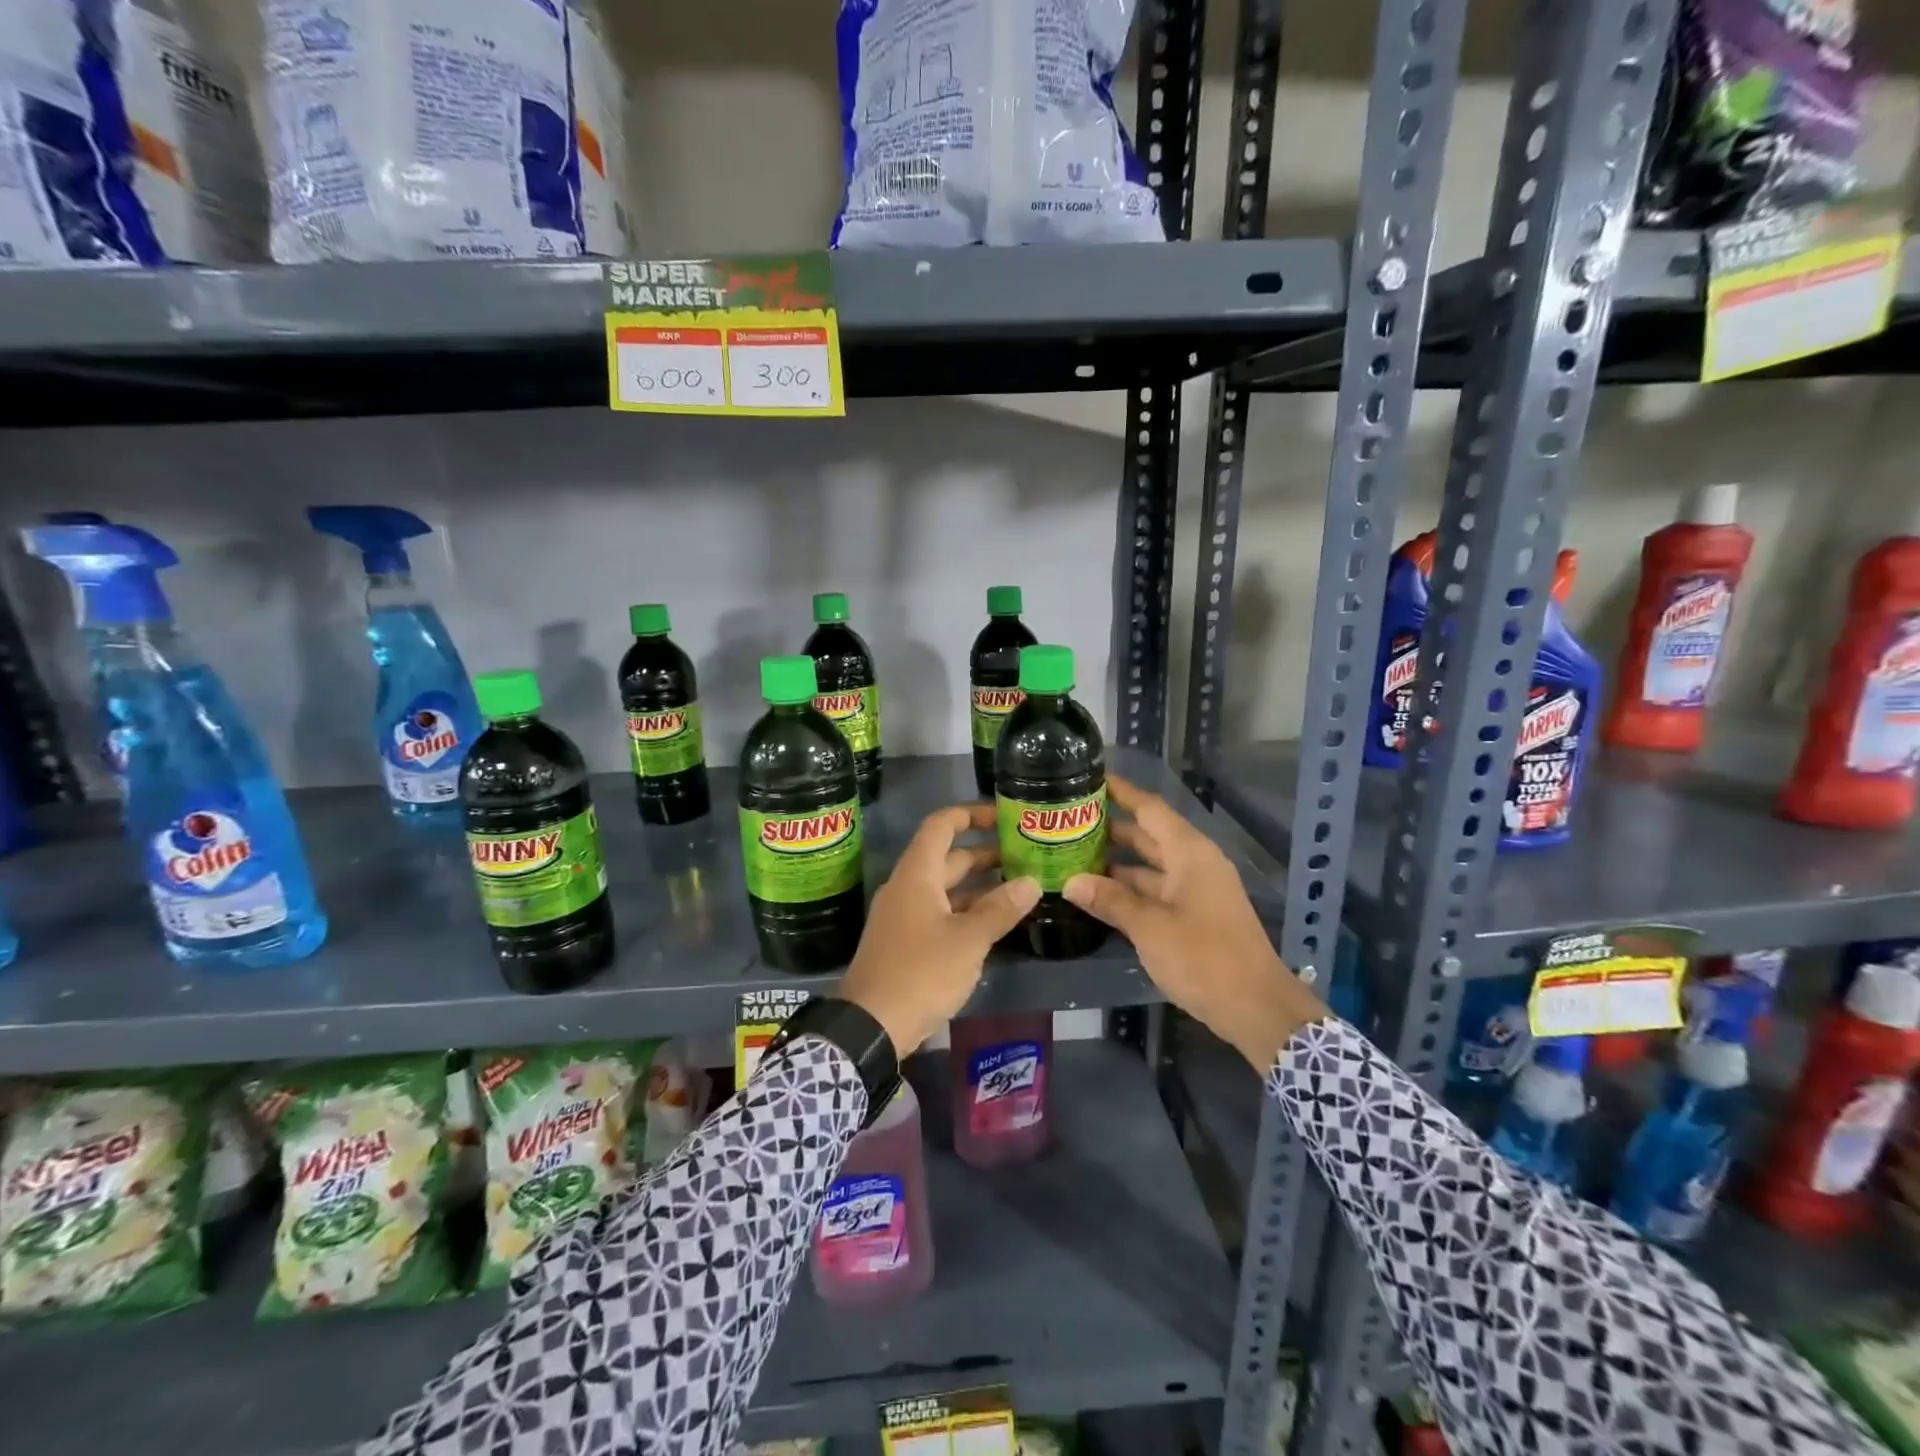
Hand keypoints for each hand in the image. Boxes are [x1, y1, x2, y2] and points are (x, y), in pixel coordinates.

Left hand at [839, 803, 1040, 1055]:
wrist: (871, 1025)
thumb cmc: (920, 972)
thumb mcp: (968, 941)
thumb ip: (1000, 909)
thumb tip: (1031, 882)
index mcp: (917, 875)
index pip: (941, 825)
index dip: (971, 814)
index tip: (1003, 817)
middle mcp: (907, 888)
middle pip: (947, 857)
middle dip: (985, 854)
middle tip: (1024, 856)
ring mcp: (904, 916)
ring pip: (945, 889)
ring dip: (978, 886)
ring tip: (1019, 888)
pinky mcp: (905, 942)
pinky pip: (940, 913)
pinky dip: (966, 911)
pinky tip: (994, 923)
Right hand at [1063, 775, 1325, 1071]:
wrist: (1256, 1008)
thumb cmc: (1204, 958)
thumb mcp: (1150, 928)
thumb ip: (1111, 901)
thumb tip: (1071, 882)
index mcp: (1189, 853)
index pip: (1149, 808)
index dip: (1121, 792)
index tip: (1089, 779)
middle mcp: (1194, 863)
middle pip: (1148, 834)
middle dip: (1111, 828)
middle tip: (1069, 822)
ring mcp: (1196, 890)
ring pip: (1150, 865)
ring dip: (1117, 862)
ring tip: (1074, 855)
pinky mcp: (1195, 914)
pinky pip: (1157, 889)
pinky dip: (1131, 888)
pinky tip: (1099, 894)